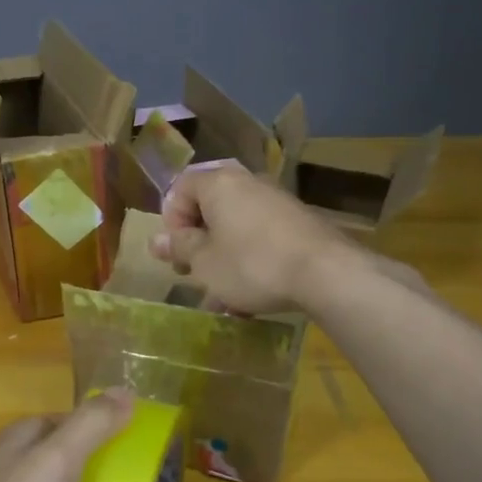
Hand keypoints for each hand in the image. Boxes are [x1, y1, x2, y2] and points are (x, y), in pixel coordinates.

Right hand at [149, 164, 354, 313]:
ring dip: (223, 259)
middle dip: (198, 243)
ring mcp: (276, 201)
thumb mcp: (205, 262)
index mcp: (218, 183)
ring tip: (222, 298)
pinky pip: (261, 238)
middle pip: (210, 208)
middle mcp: (247, 183)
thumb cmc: (251, 264)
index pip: (180, 188)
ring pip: (236, 228)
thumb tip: (154, 240)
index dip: (171, 221)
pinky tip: (252, 298)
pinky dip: (250, 261)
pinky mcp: (299, 222)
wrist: (326, 273)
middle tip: (194, 273)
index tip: (176, 253)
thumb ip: (180, 248)